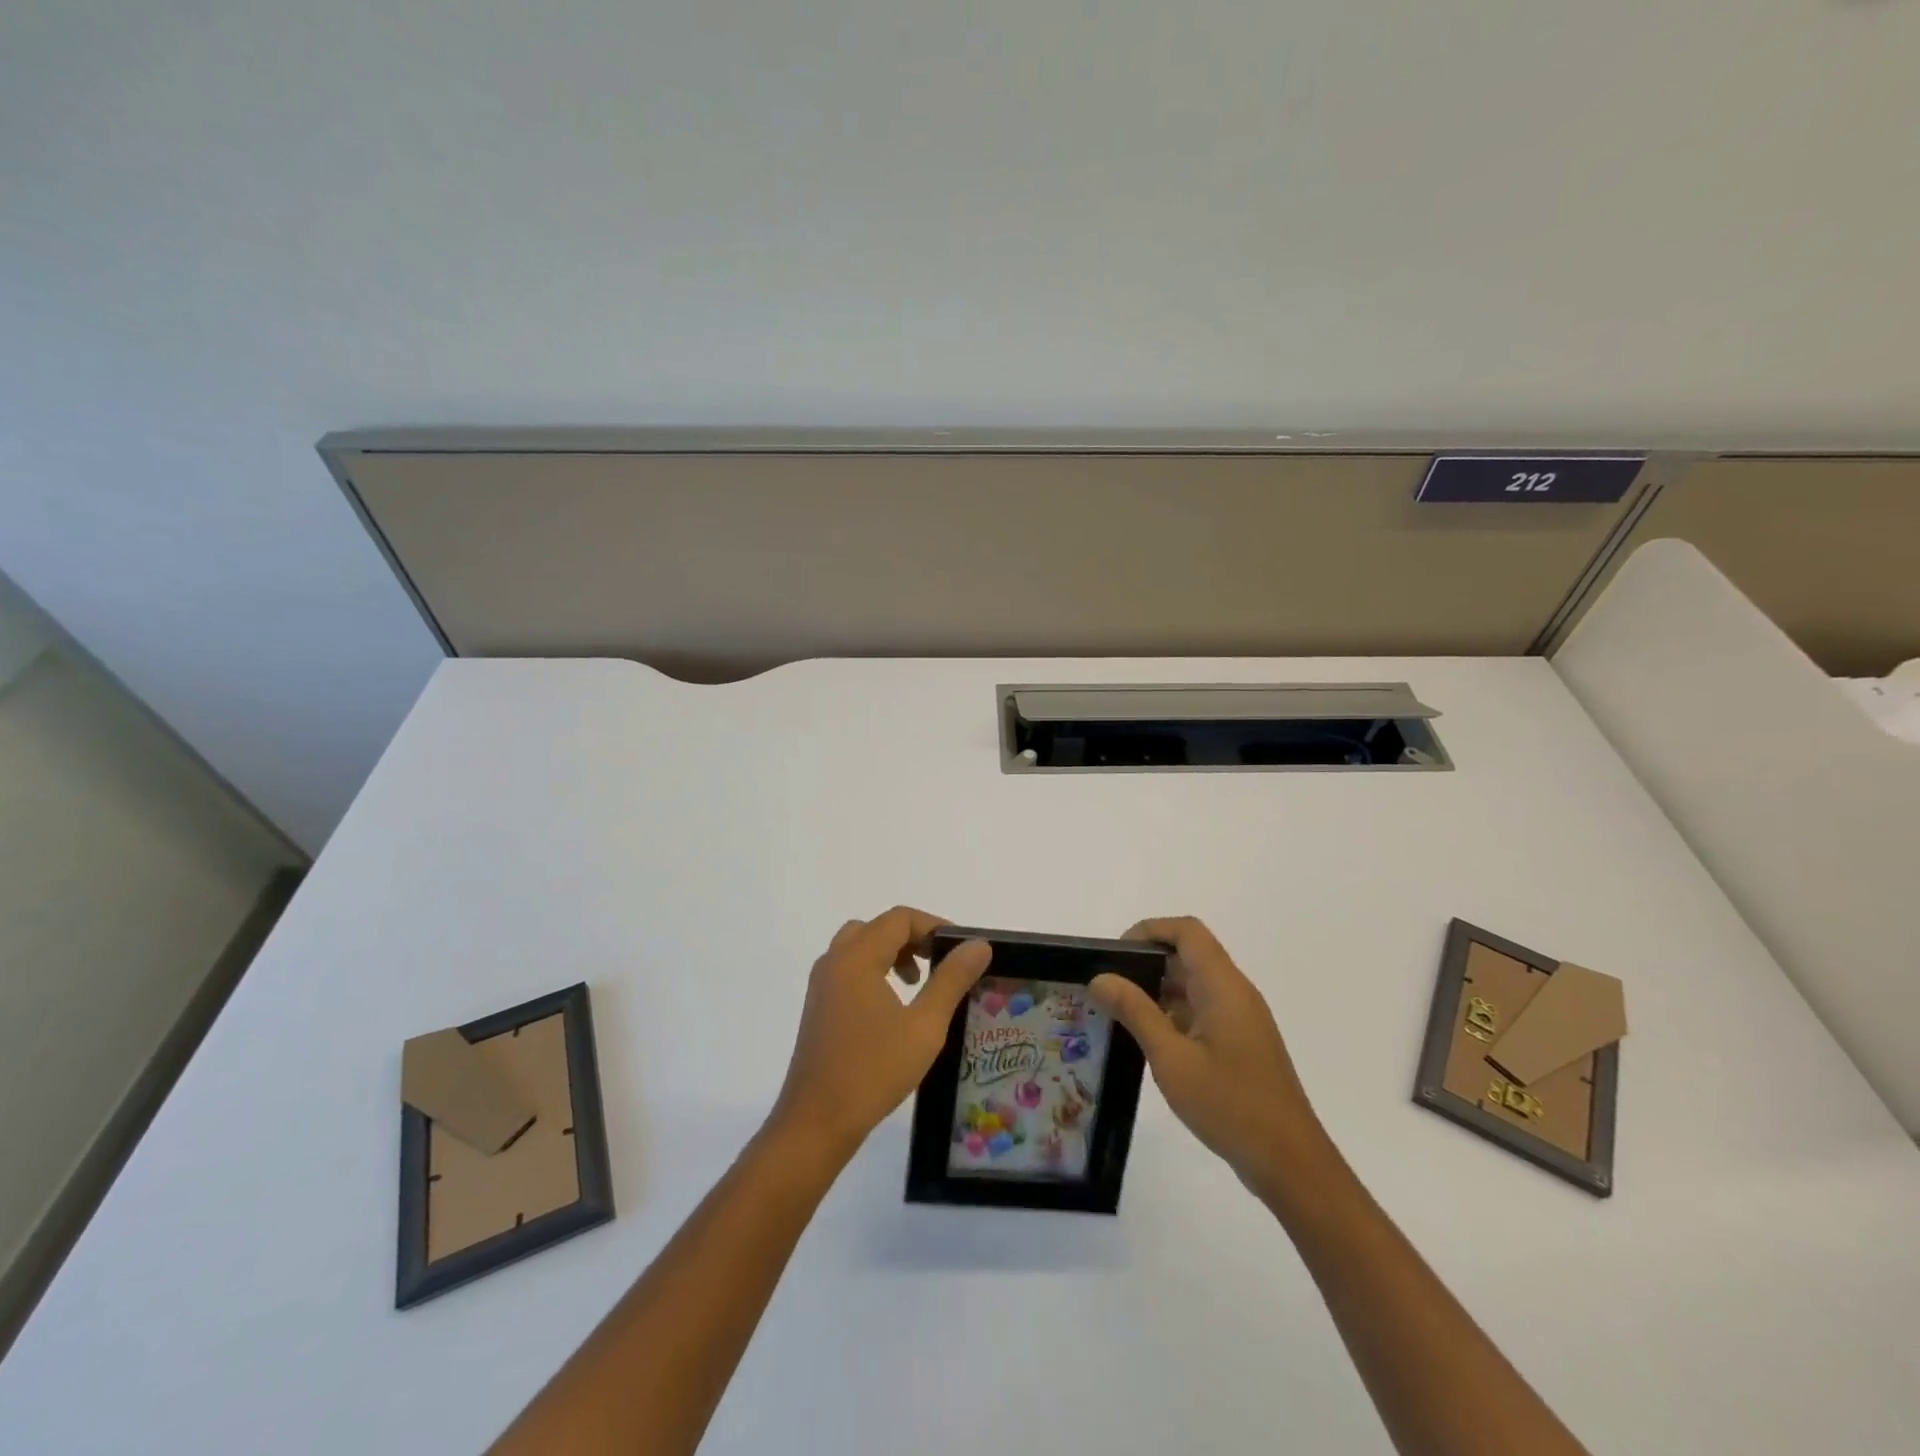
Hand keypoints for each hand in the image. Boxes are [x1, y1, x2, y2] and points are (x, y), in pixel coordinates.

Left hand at [771, 907, 992, 1160]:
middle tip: (939, 963)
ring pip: (860, 947)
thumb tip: (978, 945)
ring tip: (918, 983)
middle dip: (913, 938)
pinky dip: (874, 970)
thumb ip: (951, 979)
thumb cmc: (873, 1071)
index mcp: (857, 958)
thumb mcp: (924, 1026)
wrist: (816, 1122)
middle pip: (878, 928)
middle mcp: (834, 961)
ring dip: (892, 953)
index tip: (961, 950)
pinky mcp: (818, 1006)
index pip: (899, 919)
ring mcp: (821, 984)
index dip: (934, 926)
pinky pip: (848, 968)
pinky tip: (893, 1006)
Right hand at [1090, 917, 1329, 1199]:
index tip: (1115, 954)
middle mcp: (1235, 992)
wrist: (1290, 1164)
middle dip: (1146, 962)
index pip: (1187, 931)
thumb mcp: (1172, 1059)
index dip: (1149, 930)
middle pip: (1189, 954)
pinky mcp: (1240, 1043)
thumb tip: (1100, 977)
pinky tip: (1148, 1040)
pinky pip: (1202, 1010)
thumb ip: (1135, 1011)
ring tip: (1118, 1012)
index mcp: (1223, 986)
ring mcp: (1240, 1019)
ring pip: (1194, 984)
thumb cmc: (1230, 1105)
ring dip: (1157, 990)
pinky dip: (1173, 1013)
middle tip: (1108, 986)